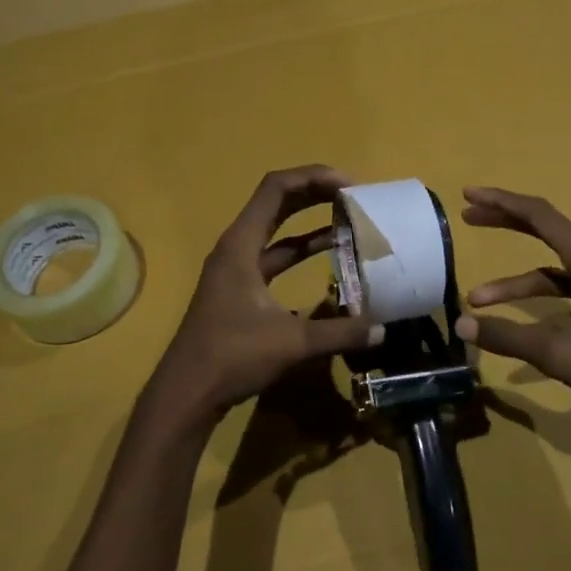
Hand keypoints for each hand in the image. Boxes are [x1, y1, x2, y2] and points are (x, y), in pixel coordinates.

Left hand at [149, 166, 381, 423]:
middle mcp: (236, 248)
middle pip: (277, 203)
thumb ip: (340, 333)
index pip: (276, 189)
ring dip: (309, 221)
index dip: (314, 178)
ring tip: (348, 220)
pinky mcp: (240, 290)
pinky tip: (329, 256)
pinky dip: (301, 251)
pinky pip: (275, 257)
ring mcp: (236, 269)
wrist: (188, 392)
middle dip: (315, 193)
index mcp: (241, 245)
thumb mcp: (291, 342)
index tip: (350, 186)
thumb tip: (382, 329)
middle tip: (355, 196)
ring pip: (276, 231)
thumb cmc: (232, 356)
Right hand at [455, 186, 570, 452]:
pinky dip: (537, 300)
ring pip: (551, 268)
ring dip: (514, 282)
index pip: (540, 216)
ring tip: (476, 297)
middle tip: (468, 219)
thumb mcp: (559, 353)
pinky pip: (564, 290)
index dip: (502, 202)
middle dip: (506, 223)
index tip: (469, 196)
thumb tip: (461, 325)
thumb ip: (508, 336)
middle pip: (546, 231)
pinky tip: (516, 323)